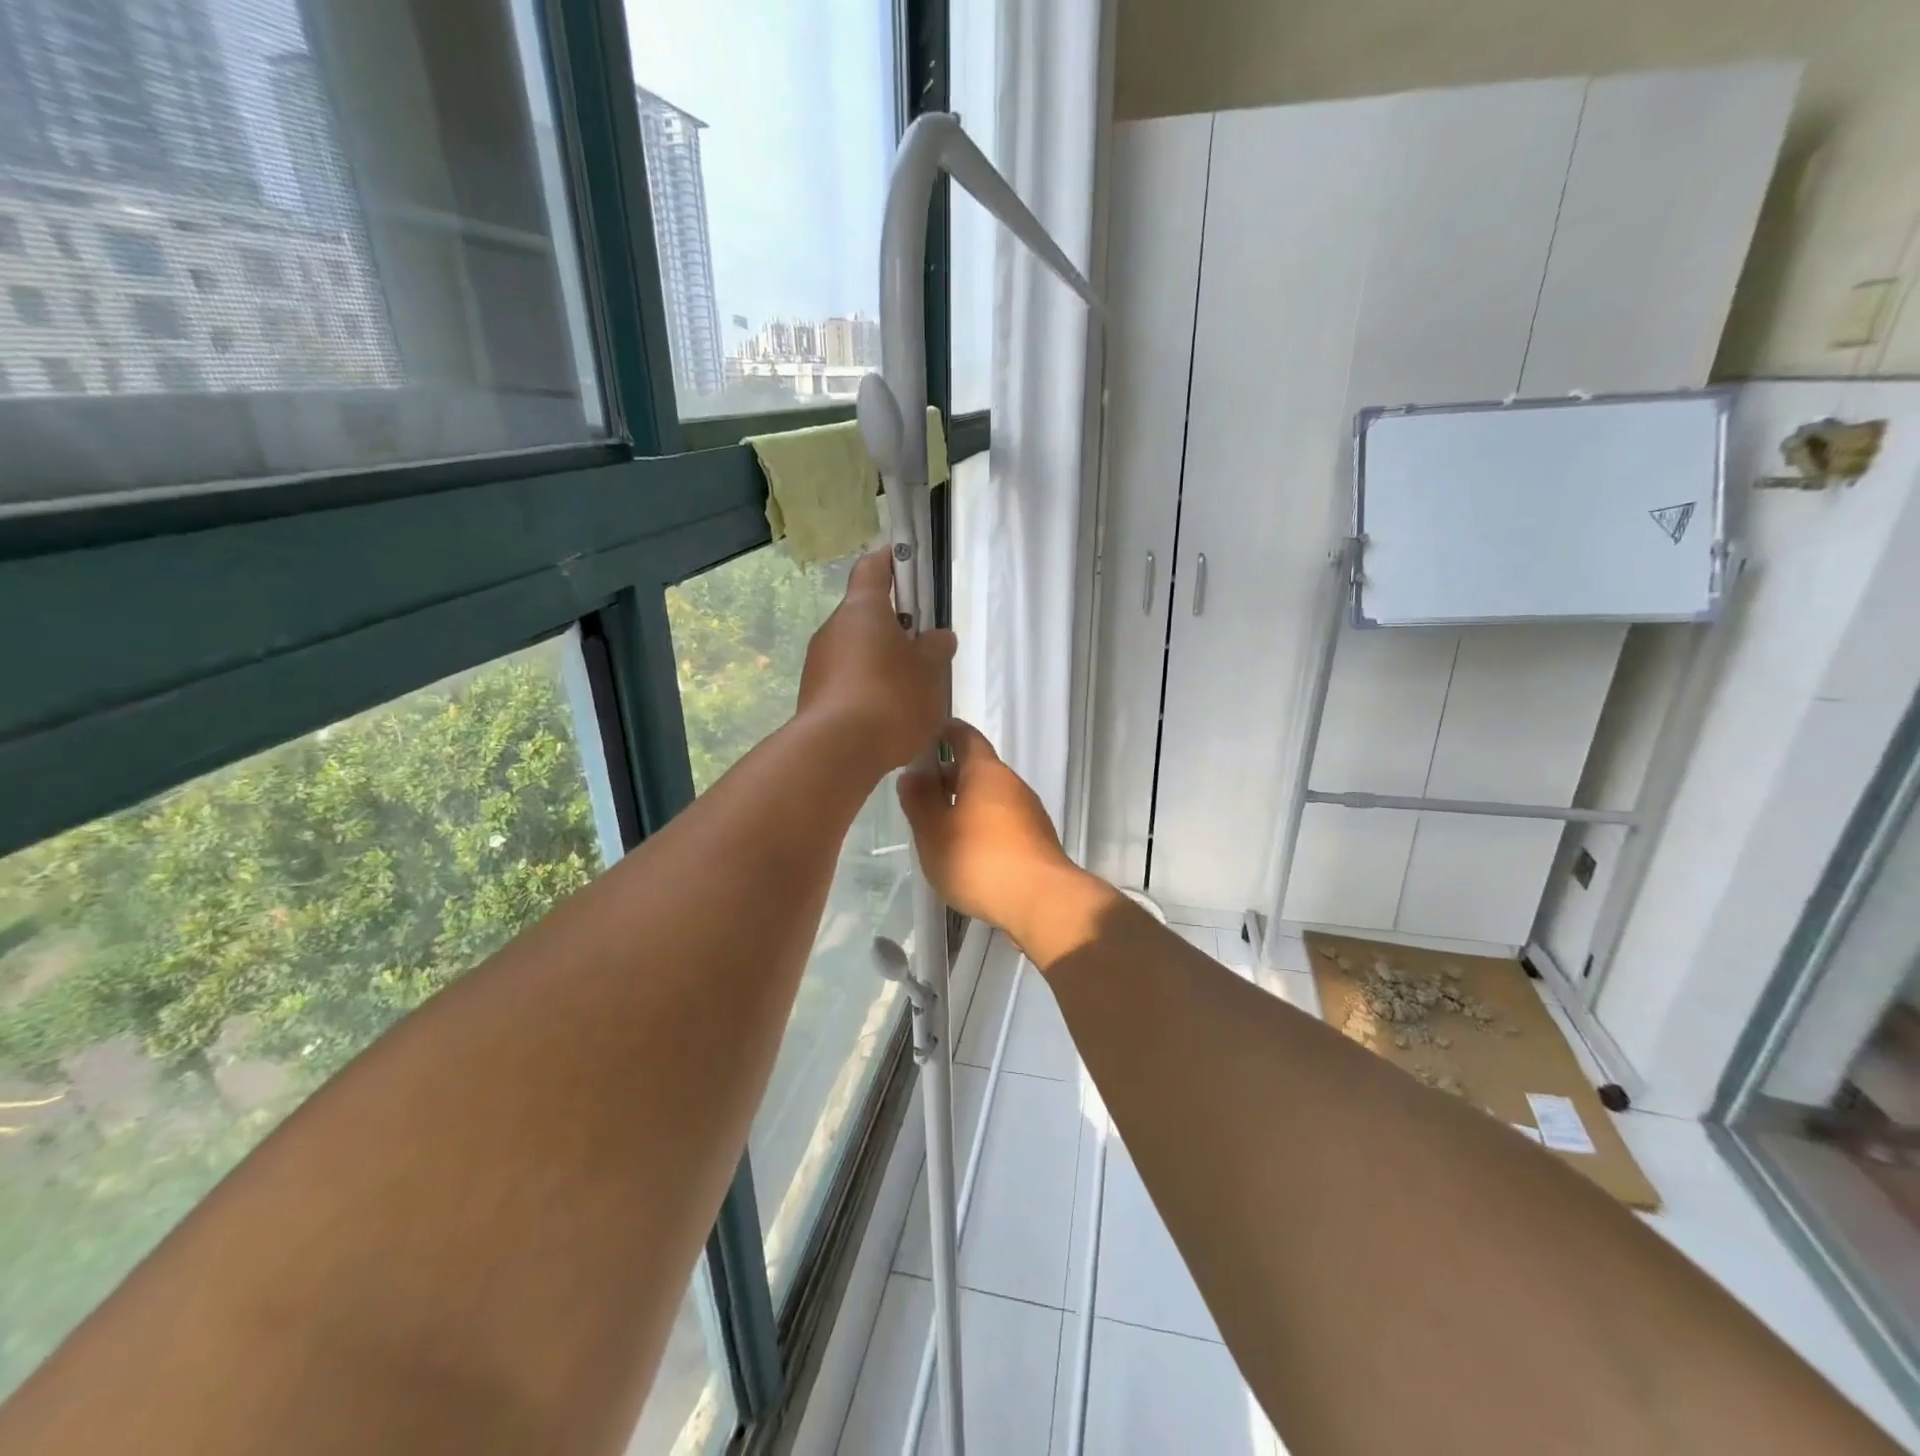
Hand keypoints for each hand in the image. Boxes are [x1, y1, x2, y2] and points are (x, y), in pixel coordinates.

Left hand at [798, 551, 956, 772]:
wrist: (836, 752)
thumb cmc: (890, 698)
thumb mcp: (930, 672)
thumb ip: (936, 649)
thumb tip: (937, 637)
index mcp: (863, 609)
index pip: (873, 568)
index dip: (891, 561)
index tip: (908, 562)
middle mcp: (834, 629)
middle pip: (866, 614)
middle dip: (895, 627)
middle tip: (924, 648)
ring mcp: (818, 664)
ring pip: (857, 651)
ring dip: (881, 662)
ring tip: (910, 691)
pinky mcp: (814, 696)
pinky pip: (847, 681)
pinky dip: (867, 689)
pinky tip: (887, 716)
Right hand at [897, 720, 1086, 943]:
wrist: (1041, 902)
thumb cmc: (978, 859)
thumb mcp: (933, 831)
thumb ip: (919, 800)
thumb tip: (912, 773)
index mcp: (985, 771)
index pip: (963, 735)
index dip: (942, 733)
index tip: (920, 740)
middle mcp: (1011, 782)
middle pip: (977, 767)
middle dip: (948, 775)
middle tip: (919, 792)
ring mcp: (1029, 810)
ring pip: (990, 796)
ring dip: (965, 803)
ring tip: (938, 824)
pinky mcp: (1037, 838)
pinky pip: (1003, 820)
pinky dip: (982, 825)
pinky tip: (967, 849)